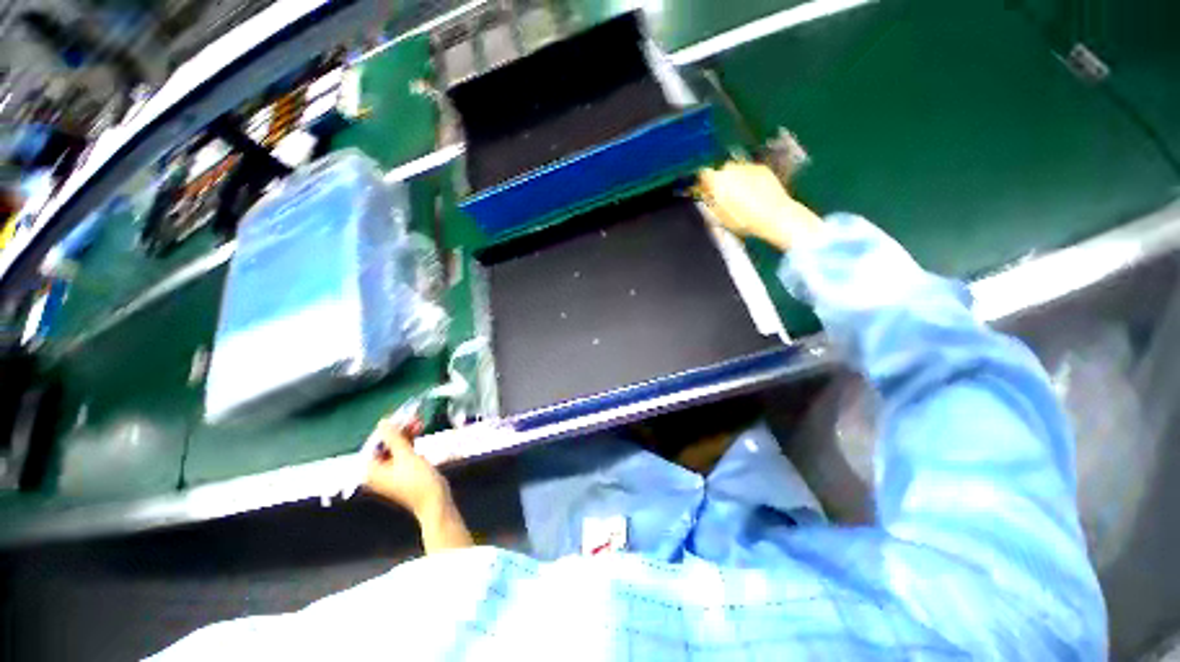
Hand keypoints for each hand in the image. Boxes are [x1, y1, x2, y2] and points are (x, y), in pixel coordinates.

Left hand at [364, 417, 450, 519]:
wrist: (435, 500)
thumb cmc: (418, 480)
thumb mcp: (406, 456)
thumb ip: (393, 438)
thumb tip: (382, 422)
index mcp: (371, 470)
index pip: (375, 442)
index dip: (388, 428)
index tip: (401, 416)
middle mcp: (377, 471)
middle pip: (385, 444)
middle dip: (399, 431)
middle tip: (414, 418)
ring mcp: (391, 472)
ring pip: (395, 447)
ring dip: (407, 435)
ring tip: (419, 423)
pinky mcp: (403, 472)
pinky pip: (403, 452)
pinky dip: (410, 443)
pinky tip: (419, 435)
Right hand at [697, 161, 823, 250]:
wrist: (774, 216)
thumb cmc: (744, 221)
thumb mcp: (719, 217)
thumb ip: (709, 203)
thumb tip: (705, 195)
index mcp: (717, 181)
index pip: (704, 175)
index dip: (705, 184)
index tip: (707, 191)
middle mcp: (731, 169)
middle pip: (721, 171)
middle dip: (722, 181)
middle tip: (726, 196)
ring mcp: (748, 167)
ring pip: (736, 169)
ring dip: (736, 179)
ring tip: (741, 195)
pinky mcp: (762, 168)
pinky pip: (750, 171)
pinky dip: (749, 179)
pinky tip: (754, 193)